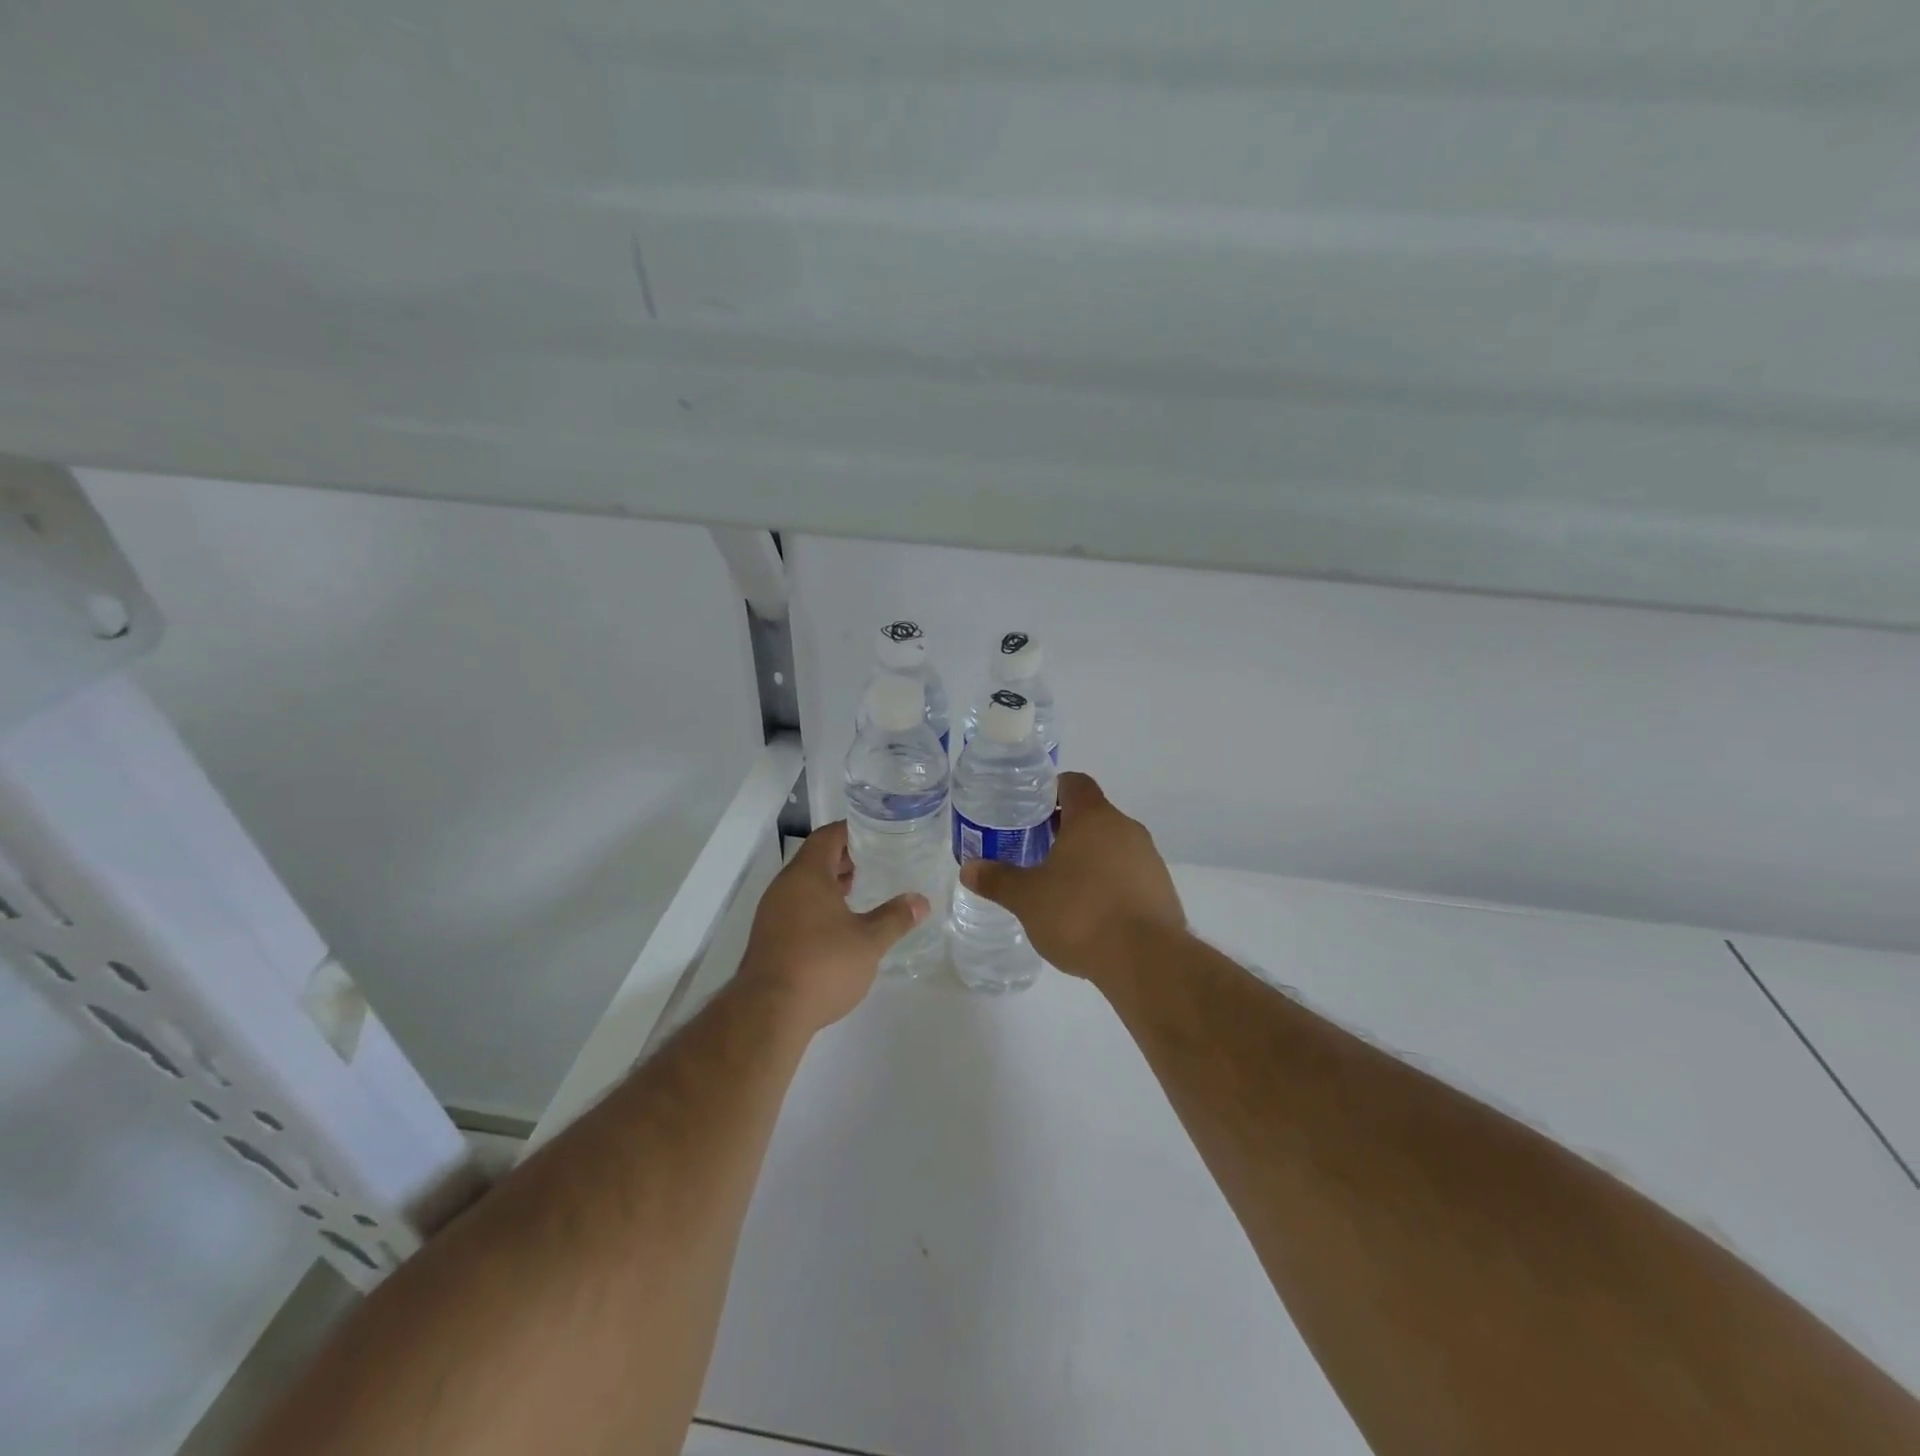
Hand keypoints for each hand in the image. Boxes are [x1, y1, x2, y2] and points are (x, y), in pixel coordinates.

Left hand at [738, 822, 928, 1032]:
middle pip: (815, 859)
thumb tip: (921, 901)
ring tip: (861, 890)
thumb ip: (895, 918)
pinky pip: (796, 906)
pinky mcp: (768, 937)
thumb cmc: (822, 965)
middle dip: (844, 858)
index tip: (877, 834)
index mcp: (807, 875)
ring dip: (830, 883)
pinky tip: (839, 924)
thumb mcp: (869, 941)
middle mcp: (785, 886)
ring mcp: (772, 912)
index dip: (852, 831)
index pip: (828, 836)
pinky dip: (818, 904)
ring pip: (804, 885)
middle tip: (876, 861)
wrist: (768, 1013)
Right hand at [959, 772, 1183, 981]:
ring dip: (1089, 858)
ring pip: (1113, 846)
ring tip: (1061, 886)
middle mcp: (1126, 829)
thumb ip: (998, 880)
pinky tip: (1091, 913)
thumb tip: (968, 868)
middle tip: (1035, 851)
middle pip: (1093, 815)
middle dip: (1065, 829)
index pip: (1074, 783)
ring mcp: (1149, 859)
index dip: (1051, 791)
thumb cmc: (1080, 914)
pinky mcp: (1162, 890)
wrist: (1146, 960)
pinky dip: (1109, 884)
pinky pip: (1129, 875)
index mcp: (1093, 818)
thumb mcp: (1027, 898)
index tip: (1030, 811)